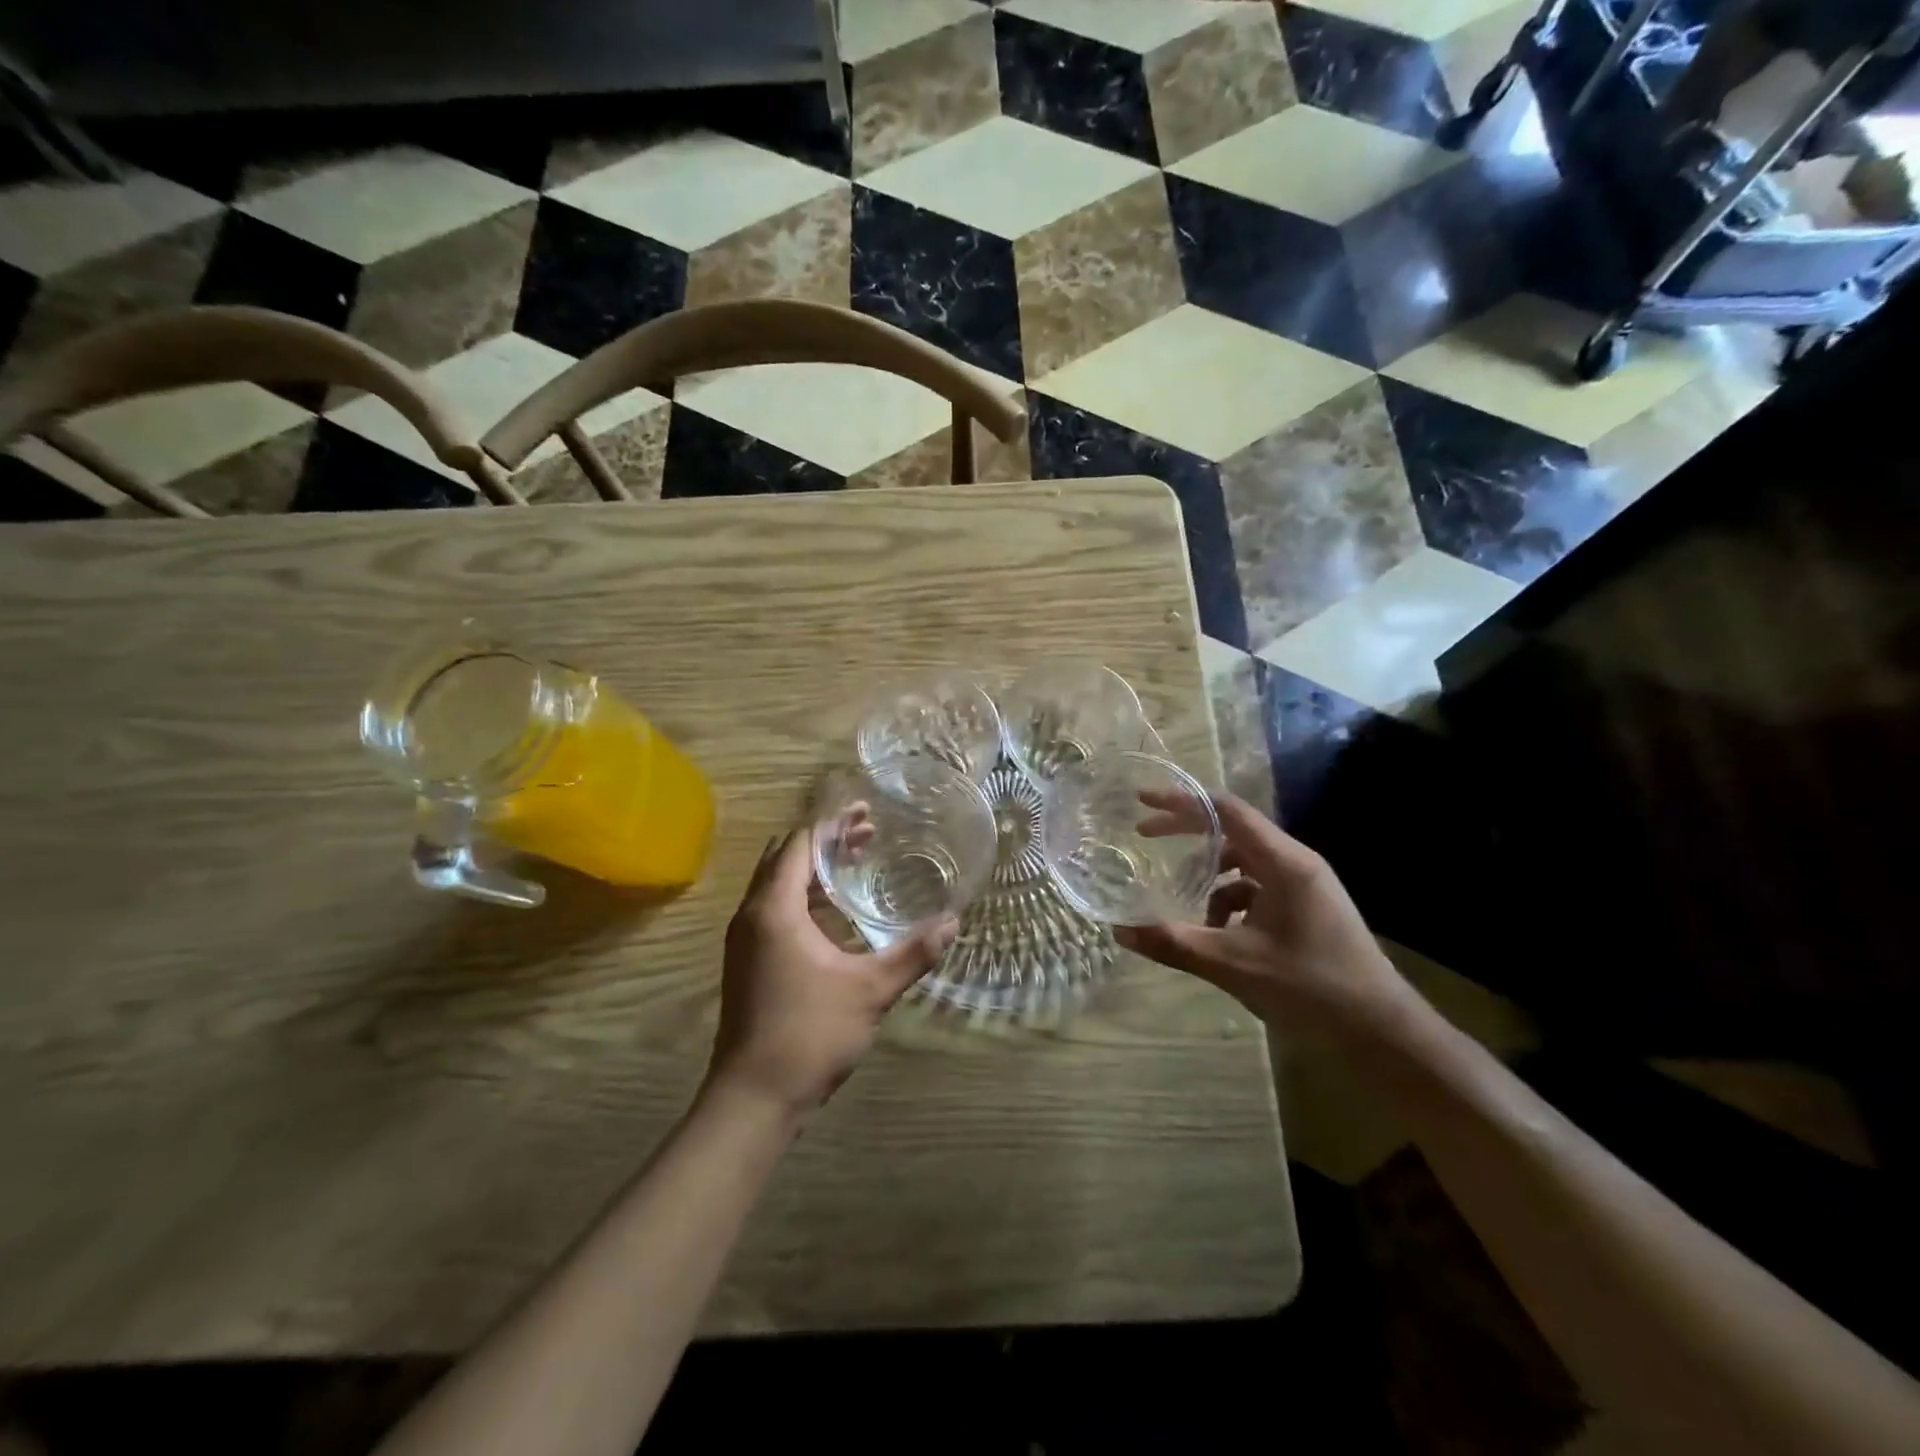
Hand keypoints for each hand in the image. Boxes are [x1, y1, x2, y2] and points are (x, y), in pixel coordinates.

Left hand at [709, 830, 956, 1114]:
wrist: (753, 1099)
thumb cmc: (809, 1034)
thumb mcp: (870, 991)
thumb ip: (912, 954)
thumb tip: (952, 923)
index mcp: (774, 910)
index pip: (800, 845)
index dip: (833, 825)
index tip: (866, 814)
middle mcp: (751, 915)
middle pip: (784, 858)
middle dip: (825, 842)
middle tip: (867, 835)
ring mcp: (745, 940)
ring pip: (776, 884)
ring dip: (812, 869)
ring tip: (855, 863)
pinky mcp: (747, 962)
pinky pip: (773, 909)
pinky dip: (803, 896)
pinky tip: (835, 913)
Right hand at [1117, 794, 1408, 1030]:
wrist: (1383, 1032)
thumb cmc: (1311, 988)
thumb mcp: (1234, 964)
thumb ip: (1174, 943)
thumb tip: (1119, 930)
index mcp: (1284, 862)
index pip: (1226, 810)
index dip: (1181, 801)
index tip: (1142, 801)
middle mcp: (1295, 863)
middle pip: (1232, 831)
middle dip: (1187, 834)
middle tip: (1144, 836)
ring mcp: (1304, 886)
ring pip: (1243, 865)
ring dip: (1208, 878)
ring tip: (1183, 905)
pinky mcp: (1306, 909)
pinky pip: (1257, 890)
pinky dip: (1230, 903)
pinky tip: (1218, 936)